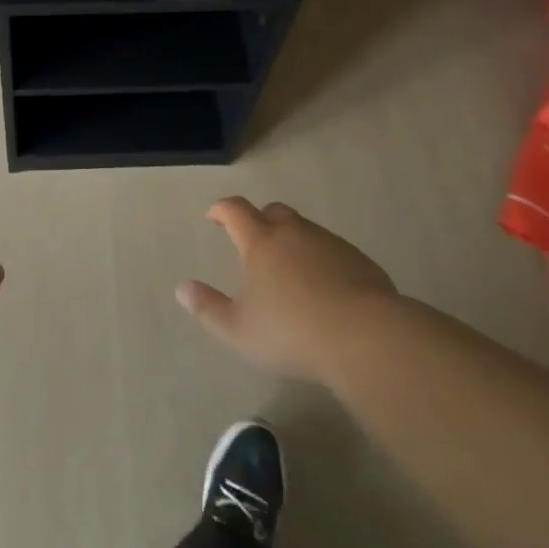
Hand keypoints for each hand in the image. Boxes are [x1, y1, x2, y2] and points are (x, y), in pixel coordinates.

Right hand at [178, 197, 398, 382]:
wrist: (366, 337)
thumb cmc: (292, 333)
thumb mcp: (239, 330)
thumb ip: (208, 308)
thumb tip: (182, 289)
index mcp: (260, 243)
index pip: (235, 210)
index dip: (221, 209)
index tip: (214, 216)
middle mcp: (294, 233)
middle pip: (273, 212)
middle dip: (260, 220)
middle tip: (254, 242)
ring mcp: (330, 244)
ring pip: (305, 229)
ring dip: (293, 240)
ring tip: (290, 269)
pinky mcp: (359, 260)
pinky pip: (333, 250)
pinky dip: (322, 259)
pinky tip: (325, 287)